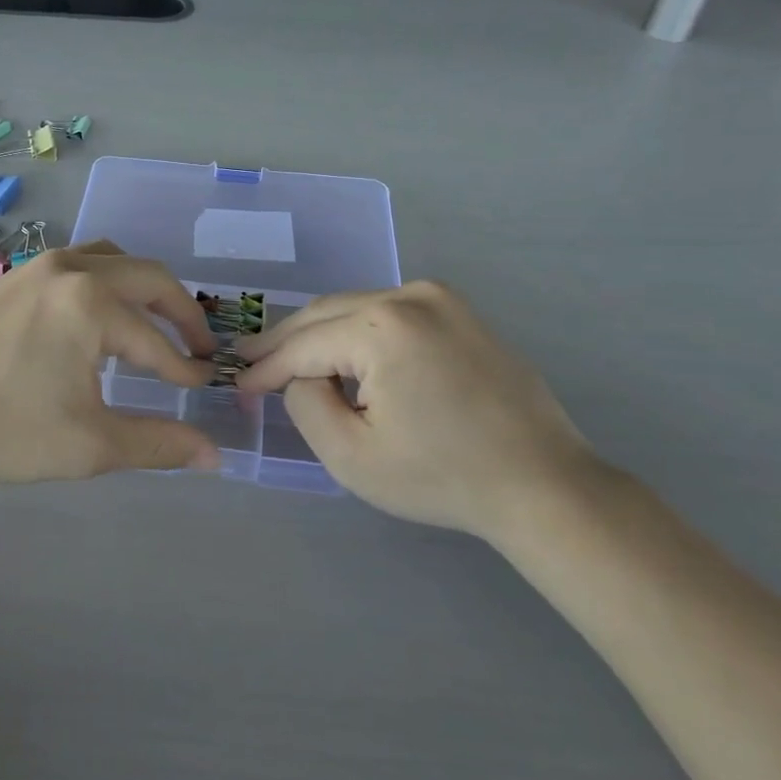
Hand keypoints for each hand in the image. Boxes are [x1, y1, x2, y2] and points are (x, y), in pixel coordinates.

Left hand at [0, 244, 221, 486]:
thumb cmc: (2, 429)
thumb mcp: (89, 445)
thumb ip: (158, 445)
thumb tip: (215, 454)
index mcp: (93, 303)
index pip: (158, 340)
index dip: (186, 367)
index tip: (203, 386)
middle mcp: (71, 269)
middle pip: (148, 277)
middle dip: (181, 312)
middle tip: (199, 345)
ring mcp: (36, 266)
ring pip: (111, 259)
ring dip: (142, 288)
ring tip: (152, 323)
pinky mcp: (11, 276)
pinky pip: (76, 264)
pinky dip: (105, 282)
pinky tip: (93, 320)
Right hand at [235, 282, 596, 540]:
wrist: (543, 485)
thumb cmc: (442, 477)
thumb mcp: (351, 455)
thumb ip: (305, 403)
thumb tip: (300, 376)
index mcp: (383, 326)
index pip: (305, 343)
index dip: (265, 366)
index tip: (236, 382)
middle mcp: (410, 294)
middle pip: (326, 313)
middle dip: (285, 340)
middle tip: (249, 360)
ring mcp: (440, 297)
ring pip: (356, 308)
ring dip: (321, 334)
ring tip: (288, 359)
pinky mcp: (459, 310)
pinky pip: (389, 312)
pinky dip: (358, 331)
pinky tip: (345, 356)